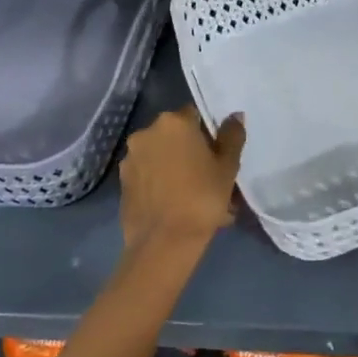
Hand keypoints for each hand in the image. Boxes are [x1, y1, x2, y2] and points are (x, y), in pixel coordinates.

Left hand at [118, 105, 245, 253]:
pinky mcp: (122, 182)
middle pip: (174, 134)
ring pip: (159, 155)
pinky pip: (147, 175)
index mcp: (174, 123)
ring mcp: (130, 158)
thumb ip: (232, 136)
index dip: (208, 132)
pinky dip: (159, 183)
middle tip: (207, 174)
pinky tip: (174, 204)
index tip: (217, 153)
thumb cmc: (202, 197)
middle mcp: (147, 133)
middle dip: (189, 149)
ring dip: (173, 166)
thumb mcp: (227, 167)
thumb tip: (234, 116)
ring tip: (191, 195)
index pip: (194, 114)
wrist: (164, 242)